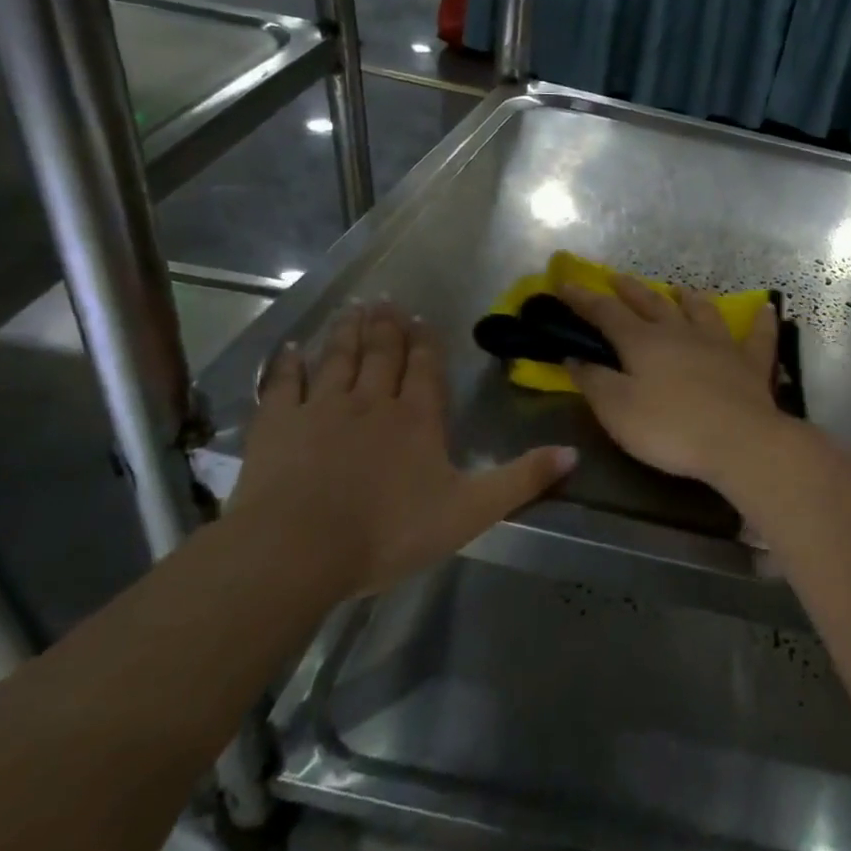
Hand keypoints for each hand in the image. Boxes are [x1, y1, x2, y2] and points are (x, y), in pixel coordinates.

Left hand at [229, 302, 573, 598]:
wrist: (298, 550)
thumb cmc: (390, 531)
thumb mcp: (472, 510)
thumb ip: (523, 479)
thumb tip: (574, 453)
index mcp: (418, 418)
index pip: (424, 369)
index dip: (424, 343)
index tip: (420, 320)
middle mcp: (372, 401)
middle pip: (382, 354)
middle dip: (387, 327)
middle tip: (386, 300)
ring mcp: (321, 409)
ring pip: (338, 358)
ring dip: (347, 332)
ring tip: (353, 309)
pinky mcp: (276, 426)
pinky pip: (283, 384)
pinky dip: (288, 364)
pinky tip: (291, 348)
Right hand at [558, 276, 787, 484]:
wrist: (739, 441)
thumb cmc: (670, 428)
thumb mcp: (618, 410)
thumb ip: (594, 381)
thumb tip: (574, 358)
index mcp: (644, 342)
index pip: (607, 313)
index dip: (584, 299)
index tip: (566, 285)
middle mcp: (681, 333)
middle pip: (652, 304)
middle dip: (631, 290)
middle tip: (616, 277)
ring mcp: (719, 344)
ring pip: (702, 311)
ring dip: (688, 298)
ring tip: (680, 289)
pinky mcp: (751, 363)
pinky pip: (758, 336)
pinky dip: (761, 321)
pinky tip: (767, 308)